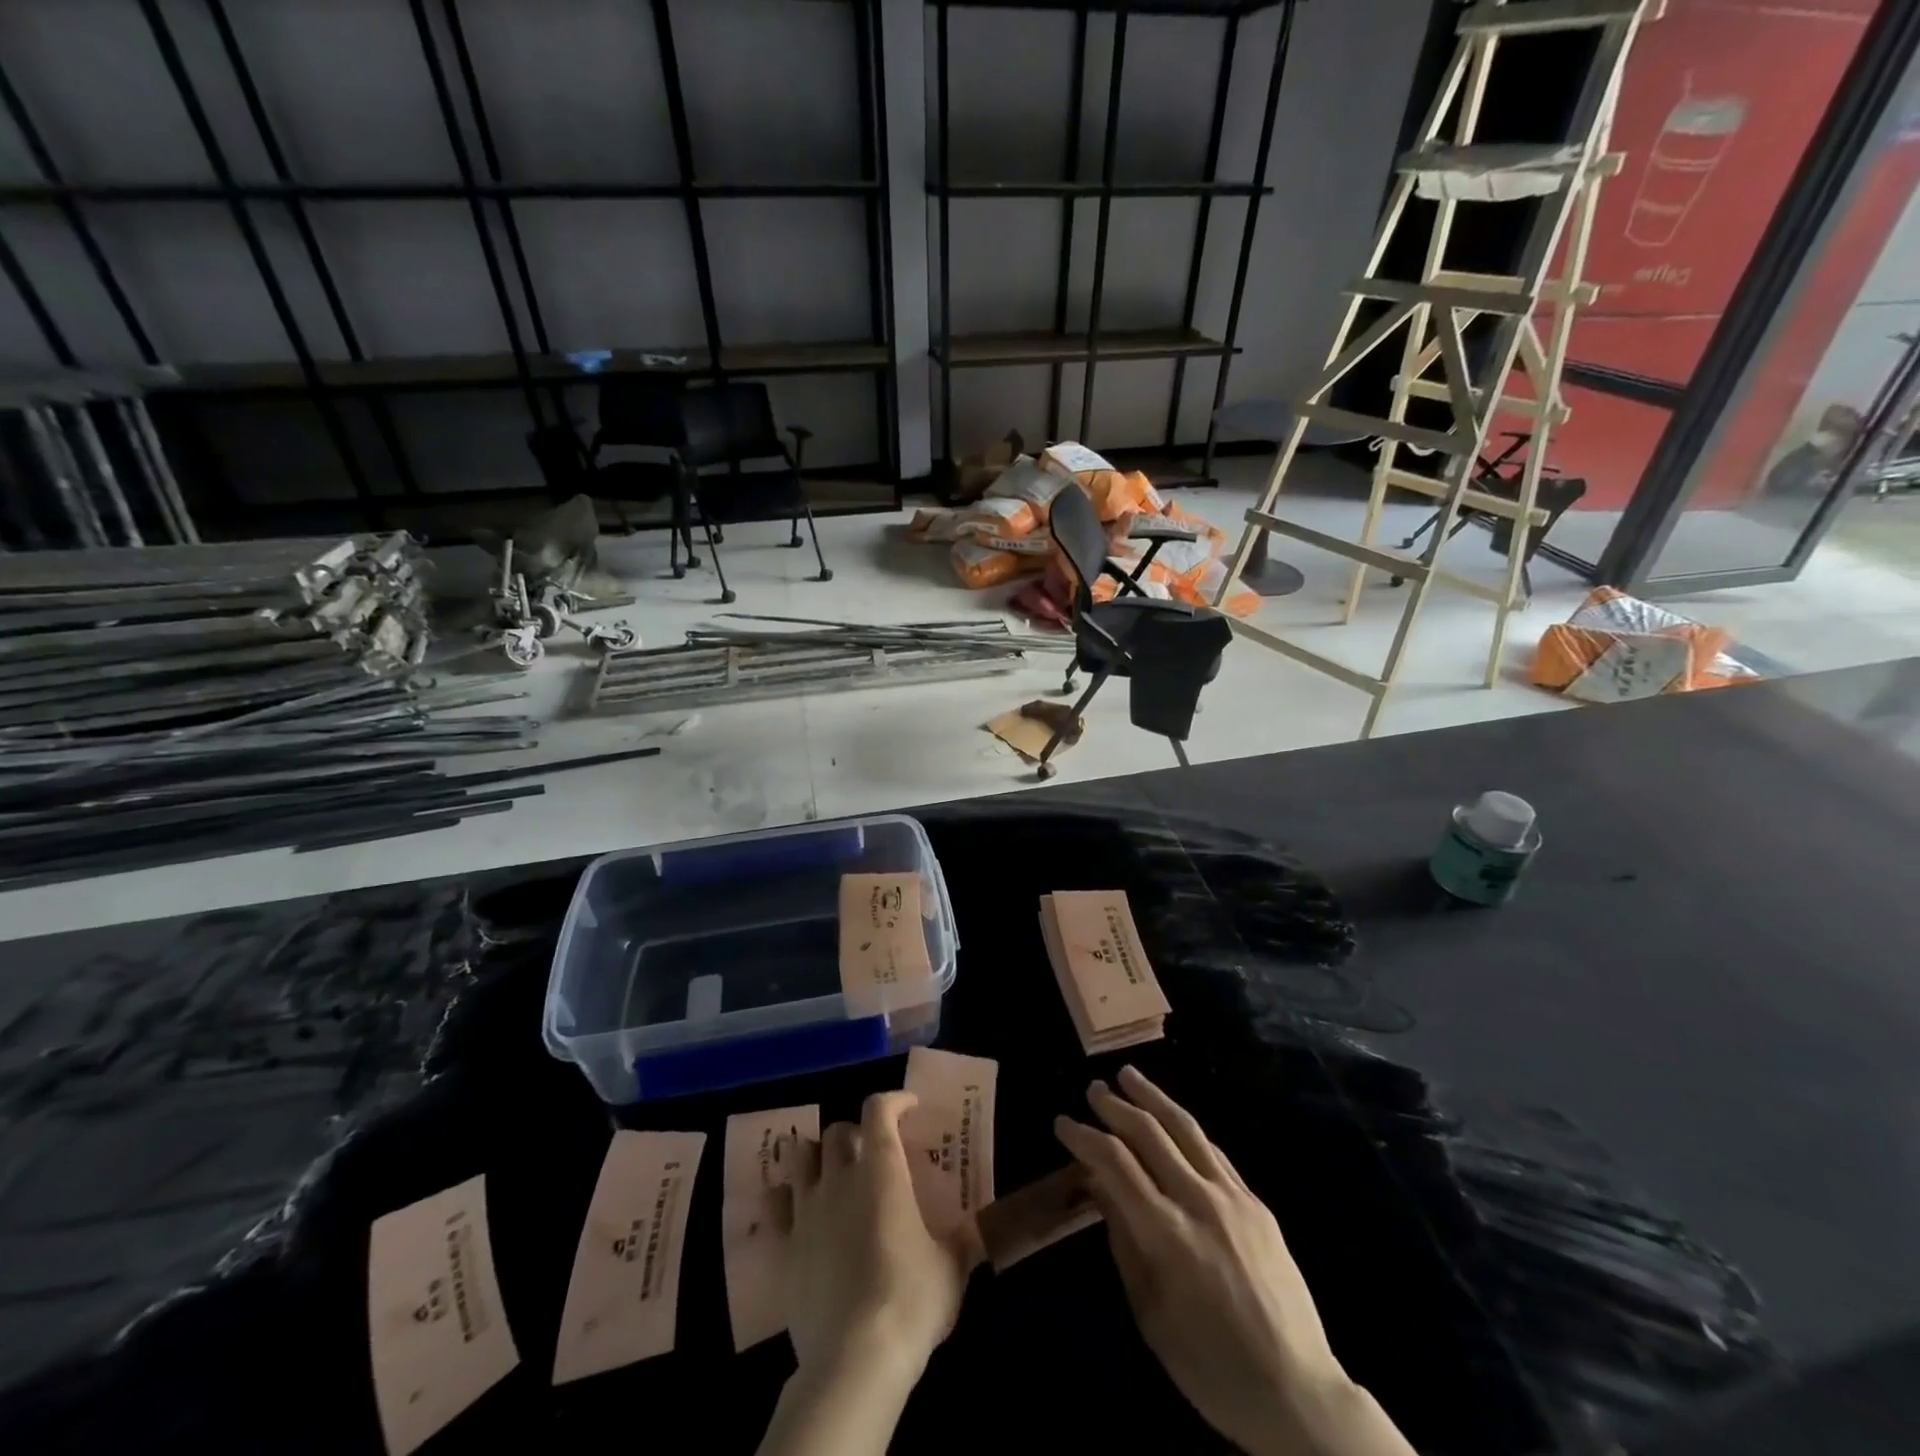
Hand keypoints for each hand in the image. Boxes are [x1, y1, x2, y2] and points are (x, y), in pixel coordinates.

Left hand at [787, 1090, 973, 1386]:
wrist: (854, 1359)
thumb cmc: (911, 1301)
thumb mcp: (952, 1268)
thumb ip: (964, 1240)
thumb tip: (979, 1228)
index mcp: (883, 1170)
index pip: (880, 1110)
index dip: (894, 1101)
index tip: (909, 1108)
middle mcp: (841, 1177)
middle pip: (837, 1130)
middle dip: (855, 1132)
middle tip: (872, 1152)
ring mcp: (807, 1209)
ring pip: (801, 1155)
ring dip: (817, 1154)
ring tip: (831, 1170)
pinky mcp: (784, 1245)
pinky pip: (775, 1203)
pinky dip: (784, 1195)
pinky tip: (795, 1205)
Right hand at [1057, 1065, 1398, 1455]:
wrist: (1297, 1392)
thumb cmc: (1210, 1366)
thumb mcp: (1150, 1314)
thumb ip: (1122, 1241)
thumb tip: (1099, 1186)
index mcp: (1166, 1234)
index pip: (1114, 1163)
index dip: (1084, 1137)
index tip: (1063, 1123)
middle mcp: (1199, 1201)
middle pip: (1149, 1133)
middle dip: (1114, 1106)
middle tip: (1092, 1089)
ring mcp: (1233, 1197)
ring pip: (1185, 1129)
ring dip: (1153, 1097)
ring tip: (1129, 1074)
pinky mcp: (1256, 1203)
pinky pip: (1214, 1152)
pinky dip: (1186, 1129)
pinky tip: (1173, 1120)